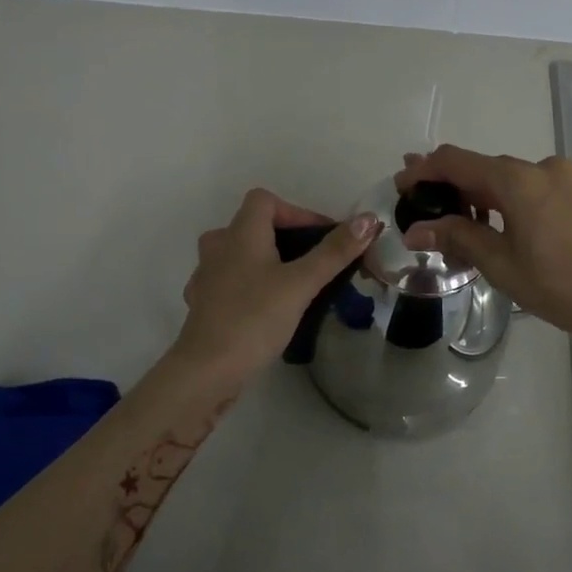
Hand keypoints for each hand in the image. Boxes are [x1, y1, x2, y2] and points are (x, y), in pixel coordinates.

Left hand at [171, 188, 379, 392]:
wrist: (207, 370)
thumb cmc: (255, 317)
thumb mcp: (302, 283)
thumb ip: (334, 251)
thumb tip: (369, 219)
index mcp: (240, 233)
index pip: (265, 200)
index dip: (297, 212)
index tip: (322, 239)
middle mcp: (218, 246)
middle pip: (253, 225)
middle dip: (286, 239)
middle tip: (314, 264)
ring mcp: (206, 276)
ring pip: (240, 254)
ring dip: (266, 261)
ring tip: (294, 285)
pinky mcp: (203, 304)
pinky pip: (230, 281)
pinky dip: (251, 285)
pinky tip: (267, 308)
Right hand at [395, 145, 571, 351]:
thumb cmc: (560, 285)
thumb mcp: (500, 264)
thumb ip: (456, 237)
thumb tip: (415, 229)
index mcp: (517, 180)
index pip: (456, 162)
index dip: (424, 170)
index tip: (401, 184)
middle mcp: (541, 166)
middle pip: (483, 168)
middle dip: (450, 185)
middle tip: (423, 206)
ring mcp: (565, 176)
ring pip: (508, 178)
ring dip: (479, 195)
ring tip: (458, 225)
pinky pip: (532, 186)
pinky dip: (507, 200)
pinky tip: (499, 225)